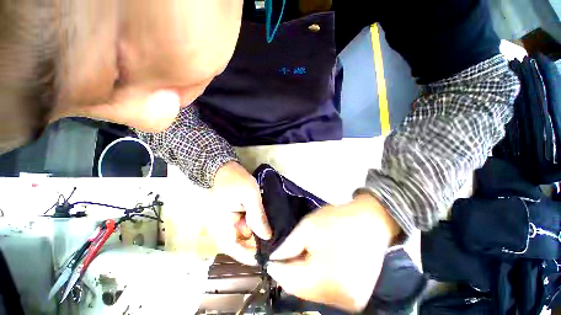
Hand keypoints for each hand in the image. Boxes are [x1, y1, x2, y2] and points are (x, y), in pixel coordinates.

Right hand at [211, 162, 271, 264]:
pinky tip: (264, 222)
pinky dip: (254, 225)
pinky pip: (243, 225)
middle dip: (255, 243)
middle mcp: (221, 226)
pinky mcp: (232, 215)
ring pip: (242, 234)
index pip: (232, 247)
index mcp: (221, 222)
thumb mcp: (250, 195)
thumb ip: (257, 216)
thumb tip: (267, 237)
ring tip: (271, 232)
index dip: (246, 256)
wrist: (226, 168)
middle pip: (239, 242)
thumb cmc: (237, 180)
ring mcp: (226, 220)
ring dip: (256, 234)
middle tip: (273, 242)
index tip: (263, 259)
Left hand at [267, 194, 400, 311]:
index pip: (290, 281)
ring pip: (313, 294)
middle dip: (289, 275)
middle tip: (286, 258)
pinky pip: (327, 294)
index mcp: (327, 278)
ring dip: (303, 279)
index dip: (278, 270)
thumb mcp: (309, 226)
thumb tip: (276, 259)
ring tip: (301, 259)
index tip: (270, 261)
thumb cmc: (337, 220)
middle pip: (301, 291)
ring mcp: (350, 302)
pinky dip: (317, 282)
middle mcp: (340, 298)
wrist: (370, 222)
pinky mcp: (356, 299)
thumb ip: (289, 245)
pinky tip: (317, 266)